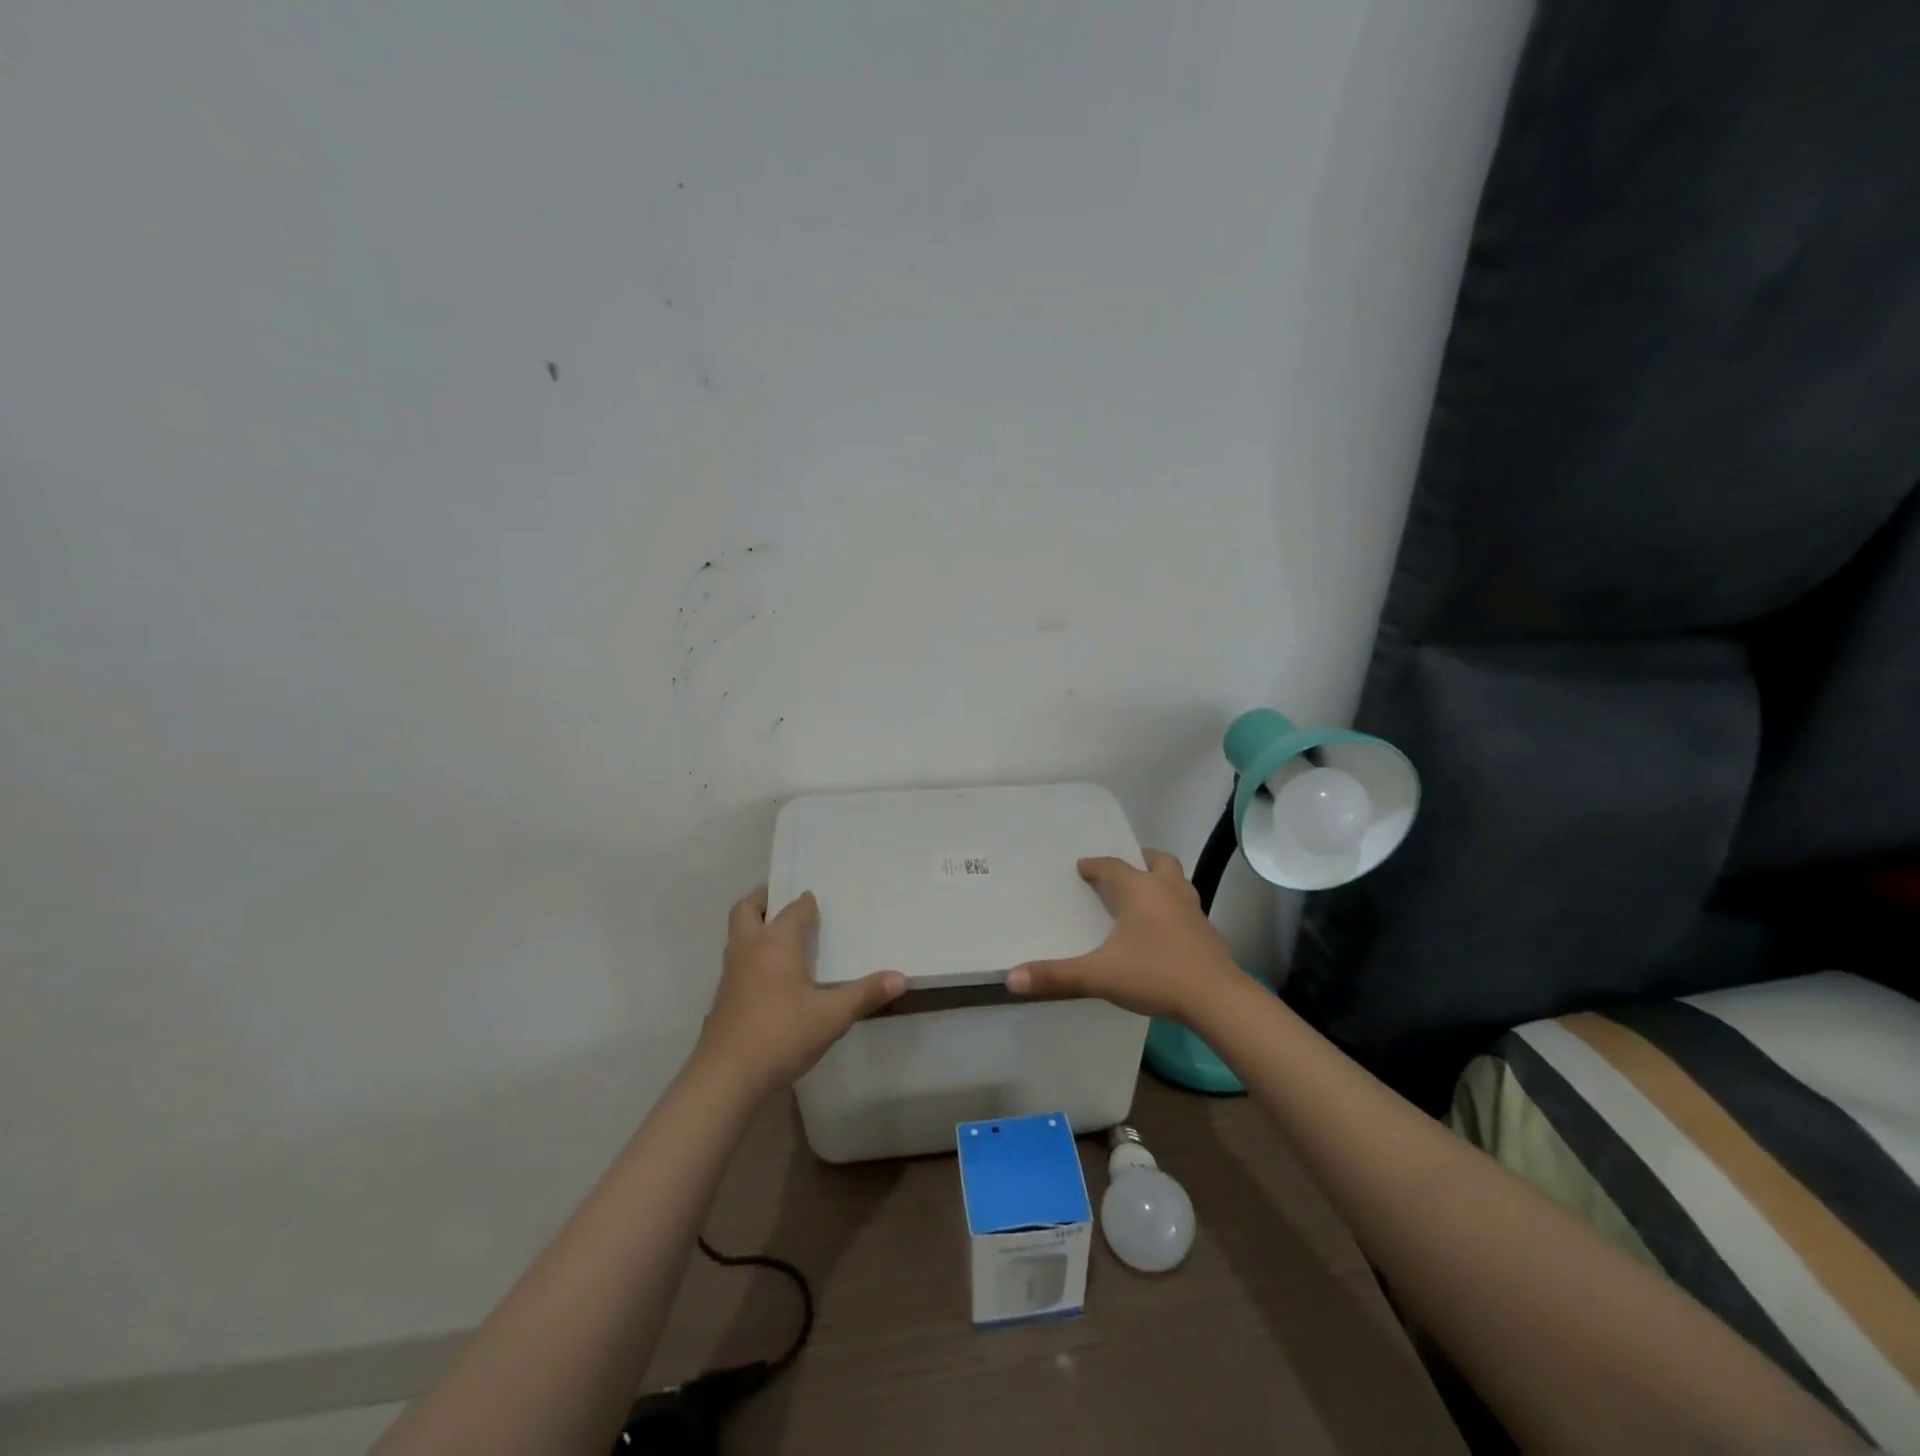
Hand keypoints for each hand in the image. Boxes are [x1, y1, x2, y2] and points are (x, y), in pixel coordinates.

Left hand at [695, 887, 906, 1097]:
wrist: (726, 1077)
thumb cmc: (782, 1034)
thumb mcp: (833, 1016)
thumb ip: (866, 994)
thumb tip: (901, 977)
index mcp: (776, 944)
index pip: (792, 910)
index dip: (805, 903)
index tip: (816, 900)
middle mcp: (749, 951)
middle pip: (746, 911)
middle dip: (761, 900)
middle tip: (777, 897)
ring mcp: (730, 976)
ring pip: (737, 938)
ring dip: (752, 929)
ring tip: (776, 936)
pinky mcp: (722, 1001)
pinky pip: (736, 965)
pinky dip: (749, 959)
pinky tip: (768, 981)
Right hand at [1004, 850, 1241, 1022]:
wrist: (1217, 1000)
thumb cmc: (1155, 975)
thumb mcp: (1099, 976)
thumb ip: (1056, 976)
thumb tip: (1010, 978)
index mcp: (1141, 890)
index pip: (1114, 866)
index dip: (1095, 865)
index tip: (1082, 867)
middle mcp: (1168, 891)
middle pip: (1158, 861)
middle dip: (1140, 860)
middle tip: (1123, 869)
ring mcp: (1193, 911)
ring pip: (1178, 882)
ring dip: (1161, 881)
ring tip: (1144, 895)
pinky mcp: (1207, 933)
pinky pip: (1186, 907)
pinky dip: (1173, 907)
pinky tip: (1163, 930)